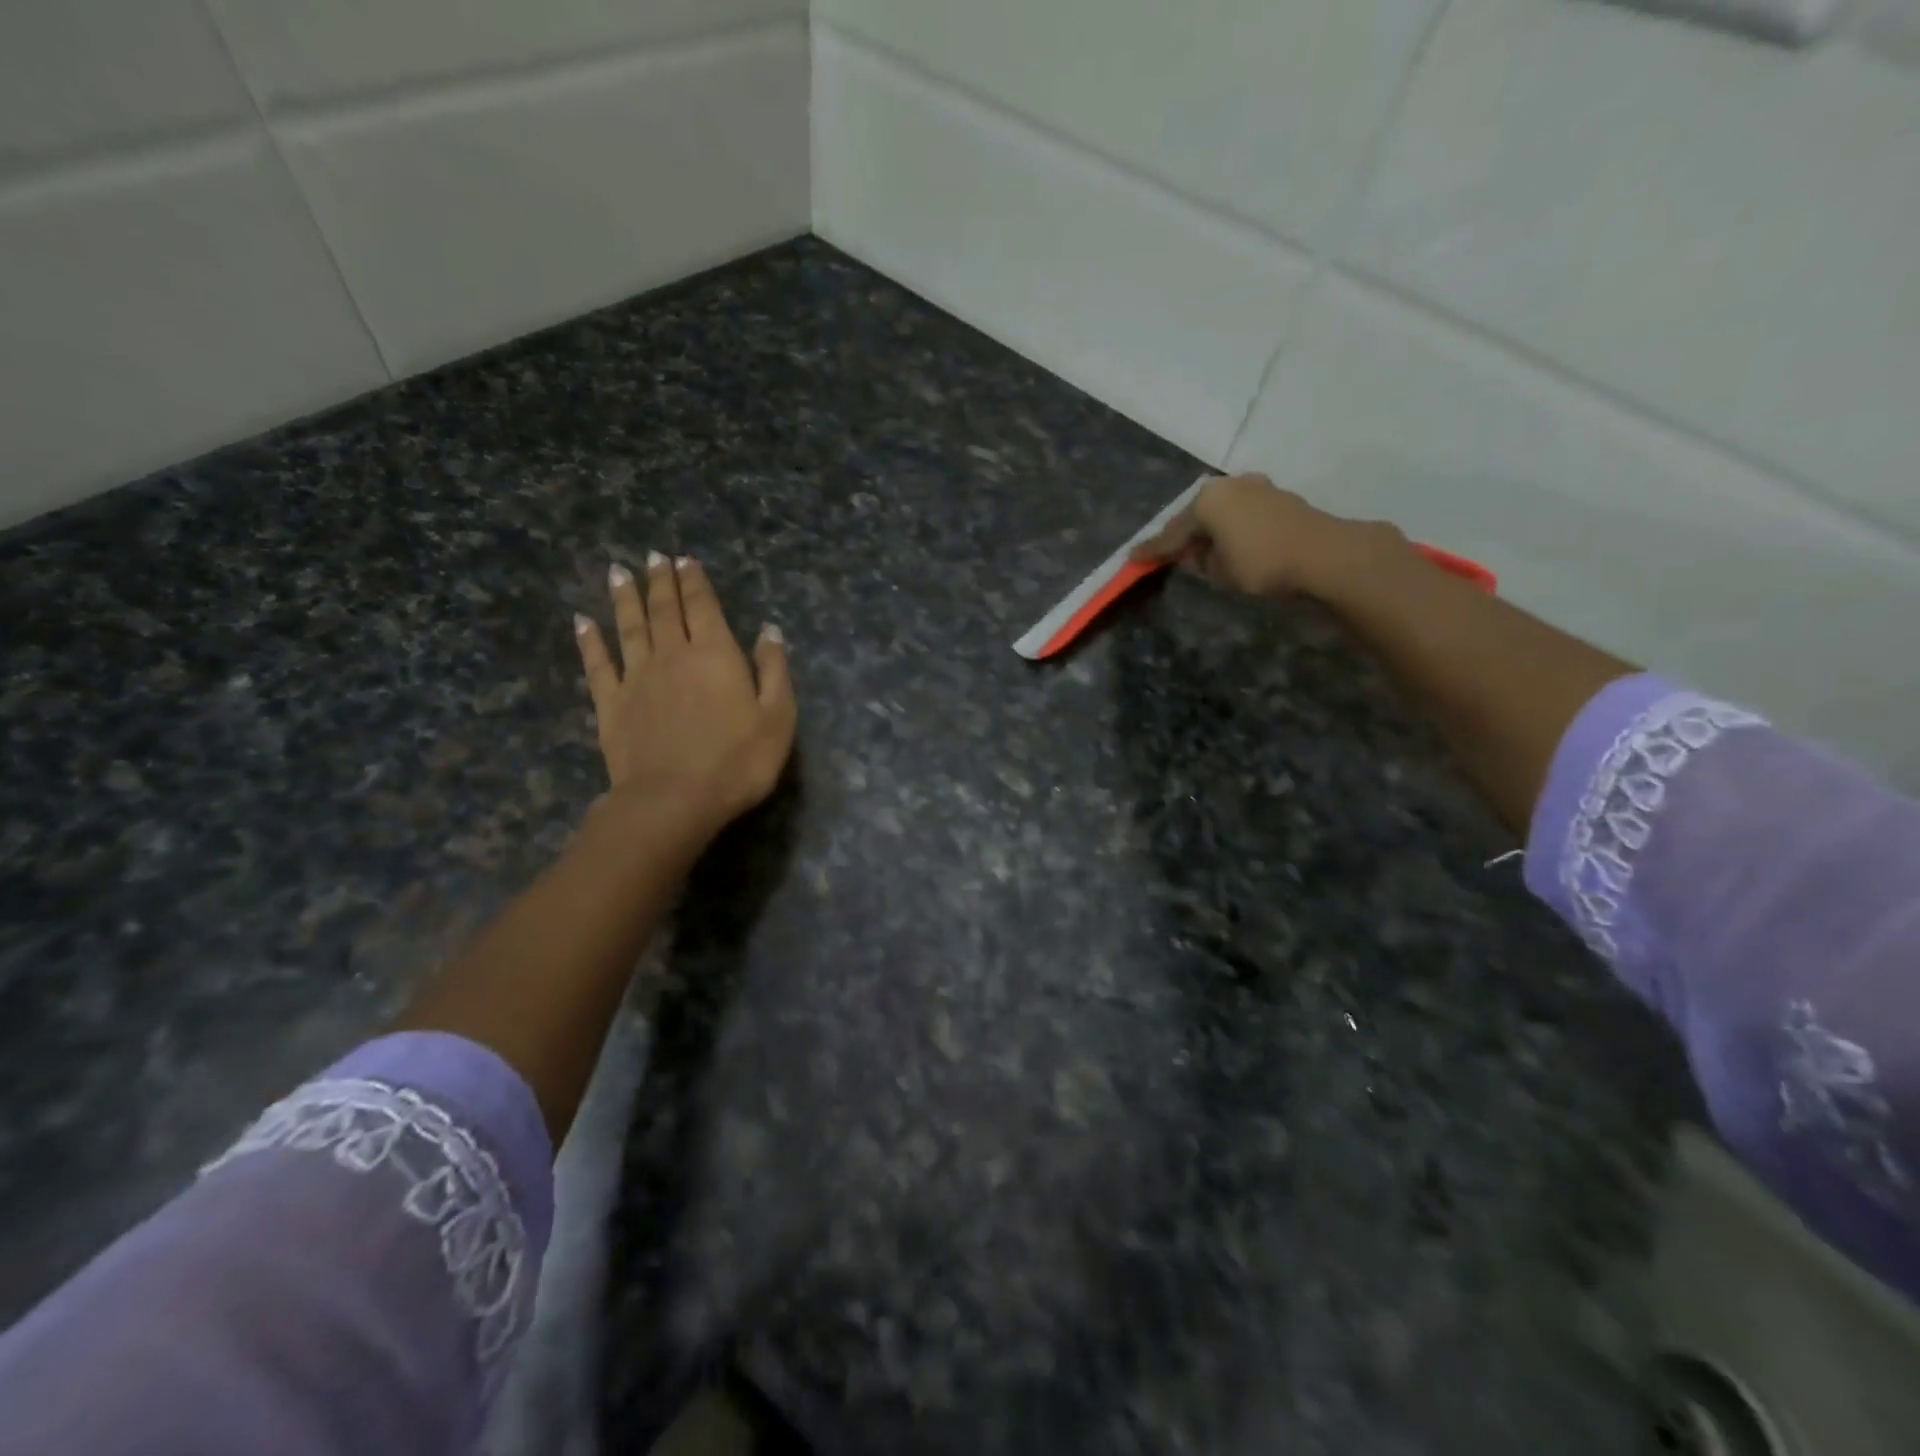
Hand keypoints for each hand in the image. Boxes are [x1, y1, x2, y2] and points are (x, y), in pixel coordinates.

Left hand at [574, 553, 795, 841]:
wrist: (673, 799)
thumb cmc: (738, 761)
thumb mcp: (778, 717)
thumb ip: (774, 670)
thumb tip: (769, 630)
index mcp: (716, 654)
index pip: (703, 606)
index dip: (695, 581)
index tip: (686, 559)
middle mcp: (673, 655)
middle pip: (665, 609)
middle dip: (661, 580)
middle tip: (655, 557)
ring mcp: (637, 677)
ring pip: (630, 626)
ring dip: (625, 597)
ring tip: (620, 571)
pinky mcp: (611, 703)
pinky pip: (598, 663)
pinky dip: (590, 640)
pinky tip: (582, 622)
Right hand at [1131, 474, 1404, 599]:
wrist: (1324, 553)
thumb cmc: (1262, 562)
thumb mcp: (1220, 570)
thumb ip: (1201, 561)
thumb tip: (1197, 554)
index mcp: (1206, 501)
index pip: (1172, 533)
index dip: (1153, 550)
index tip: (1133, 558)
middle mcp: (1228, 486)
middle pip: (1196, 515)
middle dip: (1183, 534)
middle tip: (1167, 553)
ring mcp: (1256, 487)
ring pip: (1221, 512)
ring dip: (1210, 529)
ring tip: (1200, 549)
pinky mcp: (1278, 497)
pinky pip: (1242, 513)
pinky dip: (1231, 527)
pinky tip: (1230, 541)